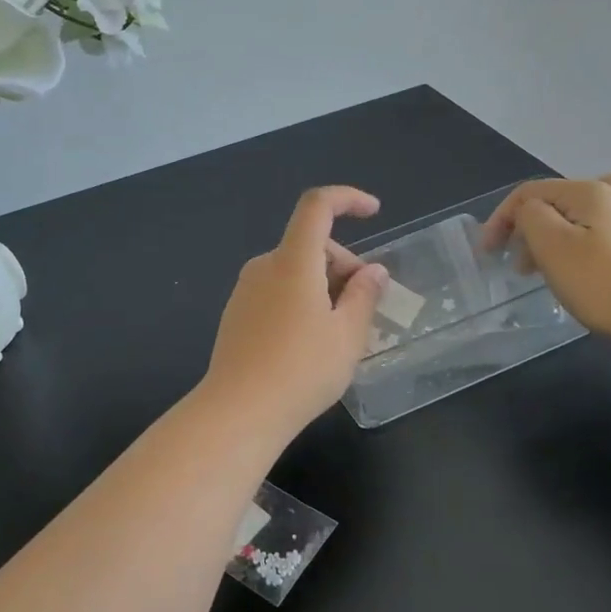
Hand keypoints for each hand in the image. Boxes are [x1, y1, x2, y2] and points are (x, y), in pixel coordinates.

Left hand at [200, 186, 390, 437]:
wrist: (238, 412)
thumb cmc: (301, 371)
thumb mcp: (347, 335)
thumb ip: (364, 296)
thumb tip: (373, 271)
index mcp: (293, 261)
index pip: (317, 205)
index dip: (347, 198)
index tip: (374, 212)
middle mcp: (264, 266)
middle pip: (310, 244)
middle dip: (343, 264)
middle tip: (364, 307)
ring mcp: (245, 291)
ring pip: (294, 270)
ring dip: (323, 286)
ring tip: (339, 333)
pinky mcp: (236, 314)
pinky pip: (277, 291)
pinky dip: (301, 300)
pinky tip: (309, 343)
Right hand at [479, 175, 610, 341]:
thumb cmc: (602, 283)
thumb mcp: (551, 246)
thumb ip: (531, 217)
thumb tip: (532, 212)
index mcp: (590, 191)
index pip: (531, 193)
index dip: (502, 218)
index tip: (488, 253)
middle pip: (562, 200)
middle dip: (534, 228)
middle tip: (522, 267)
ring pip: (598, 207)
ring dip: (571, 226)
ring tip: (561, 256)